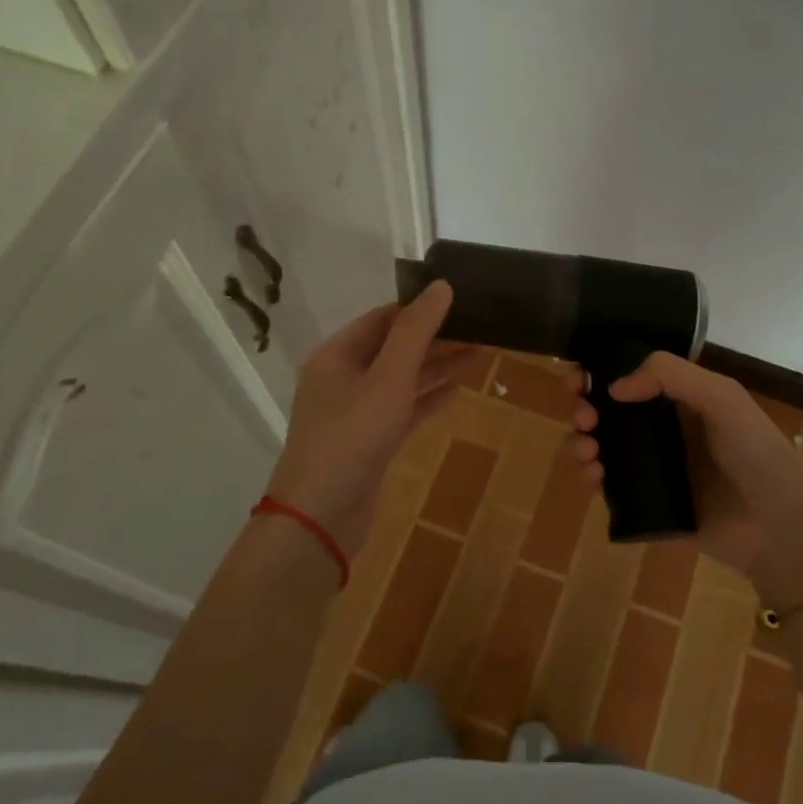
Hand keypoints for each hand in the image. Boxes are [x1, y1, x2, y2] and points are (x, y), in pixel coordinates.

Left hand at [264, 281, 468, 552]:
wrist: (321, 517)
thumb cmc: (352, 438)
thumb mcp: (388, 379)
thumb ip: (415, 332)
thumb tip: (441, 286)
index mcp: (337, 355)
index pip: (383, 318)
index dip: (420, 307)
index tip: (461, 300)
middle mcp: (343, 378)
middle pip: (394, 348)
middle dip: (436, 337)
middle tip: (480, 326)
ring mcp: (356, 412)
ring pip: (402, 380)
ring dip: (437, 367)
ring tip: (481, 353)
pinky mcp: (370, 442)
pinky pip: (404, 410)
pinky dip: (428, 399)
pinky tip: (458, 390)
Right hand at [569, 352, 802, 600]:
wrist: (777, 528)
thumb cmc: (756, 454)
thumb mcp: (722, 398)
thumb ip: (671, 376)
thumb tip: (614, 387)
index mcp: (682, 400)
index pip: (631, 377)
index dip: (600, 373)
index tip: (577, 378)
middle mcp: (663, 430)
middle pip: (608, 412)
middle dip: (585, 409)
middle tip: (583, 418)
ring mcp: (654, 468)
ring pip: (602, 447)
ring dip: (581, 442)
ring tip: (587, 451)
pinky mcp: (647, 504)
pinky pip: (609, 486)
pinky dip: (591, 477)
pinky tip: (594, 477)